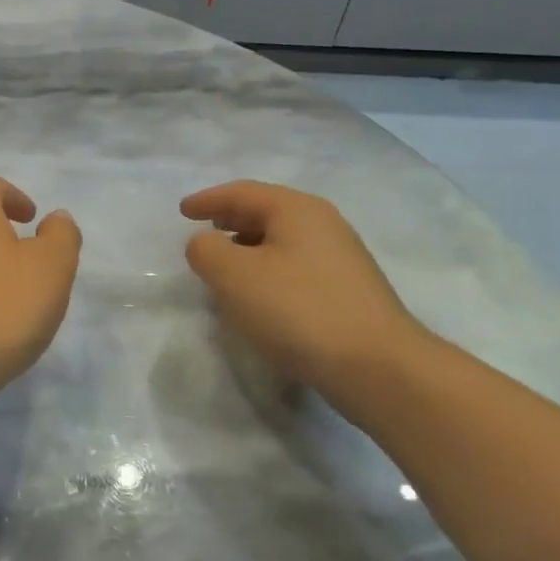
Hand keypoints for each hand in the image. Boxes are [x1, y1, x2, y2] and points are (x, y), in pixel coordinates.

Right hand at [181, 181, 432, 407]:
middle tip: (204, 231)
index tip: (183, 211)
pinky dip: (269, 271)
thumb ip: (206, 250)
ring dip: (249, 248)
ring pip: (282, 241)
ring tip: (226, 266)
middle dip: (231, 220)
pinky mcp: (349, 292)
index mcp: (297, 210)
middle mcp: (324, 225)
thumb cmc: (297, 310)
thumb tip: (206, 245)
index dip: (208, 200)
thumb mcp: (233, 275)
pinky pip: (296, 267)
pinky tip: (260, 296)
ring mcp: (342, 259)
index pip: (243, 193)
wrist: (377, 367)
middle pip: (267, 212)